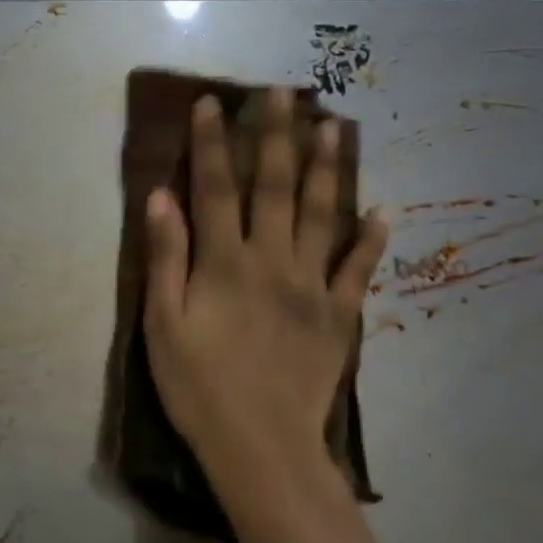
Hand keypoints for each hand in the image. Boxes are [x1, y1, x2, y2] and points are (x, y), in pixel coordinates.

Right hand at [142, 88, 388, 510]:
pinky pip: (359, 269)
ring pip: (324, 215)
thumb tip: (161, 196)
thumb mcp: (163, 324)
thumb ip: (165, 257)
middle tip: (284, 92)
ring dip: (329, 168)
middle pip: (276, 187)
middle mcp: (272, 261)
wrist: (262, 449)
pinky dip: (371, 238)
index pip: (216, 187)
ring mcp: (313, 286)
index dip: (212, 142)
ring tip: (335, 126)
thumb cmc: (199, 386)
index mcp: (224, 262)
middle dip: (277, 135)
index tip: (212, 102)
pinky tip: (381, 210)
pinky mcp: (340, 316)